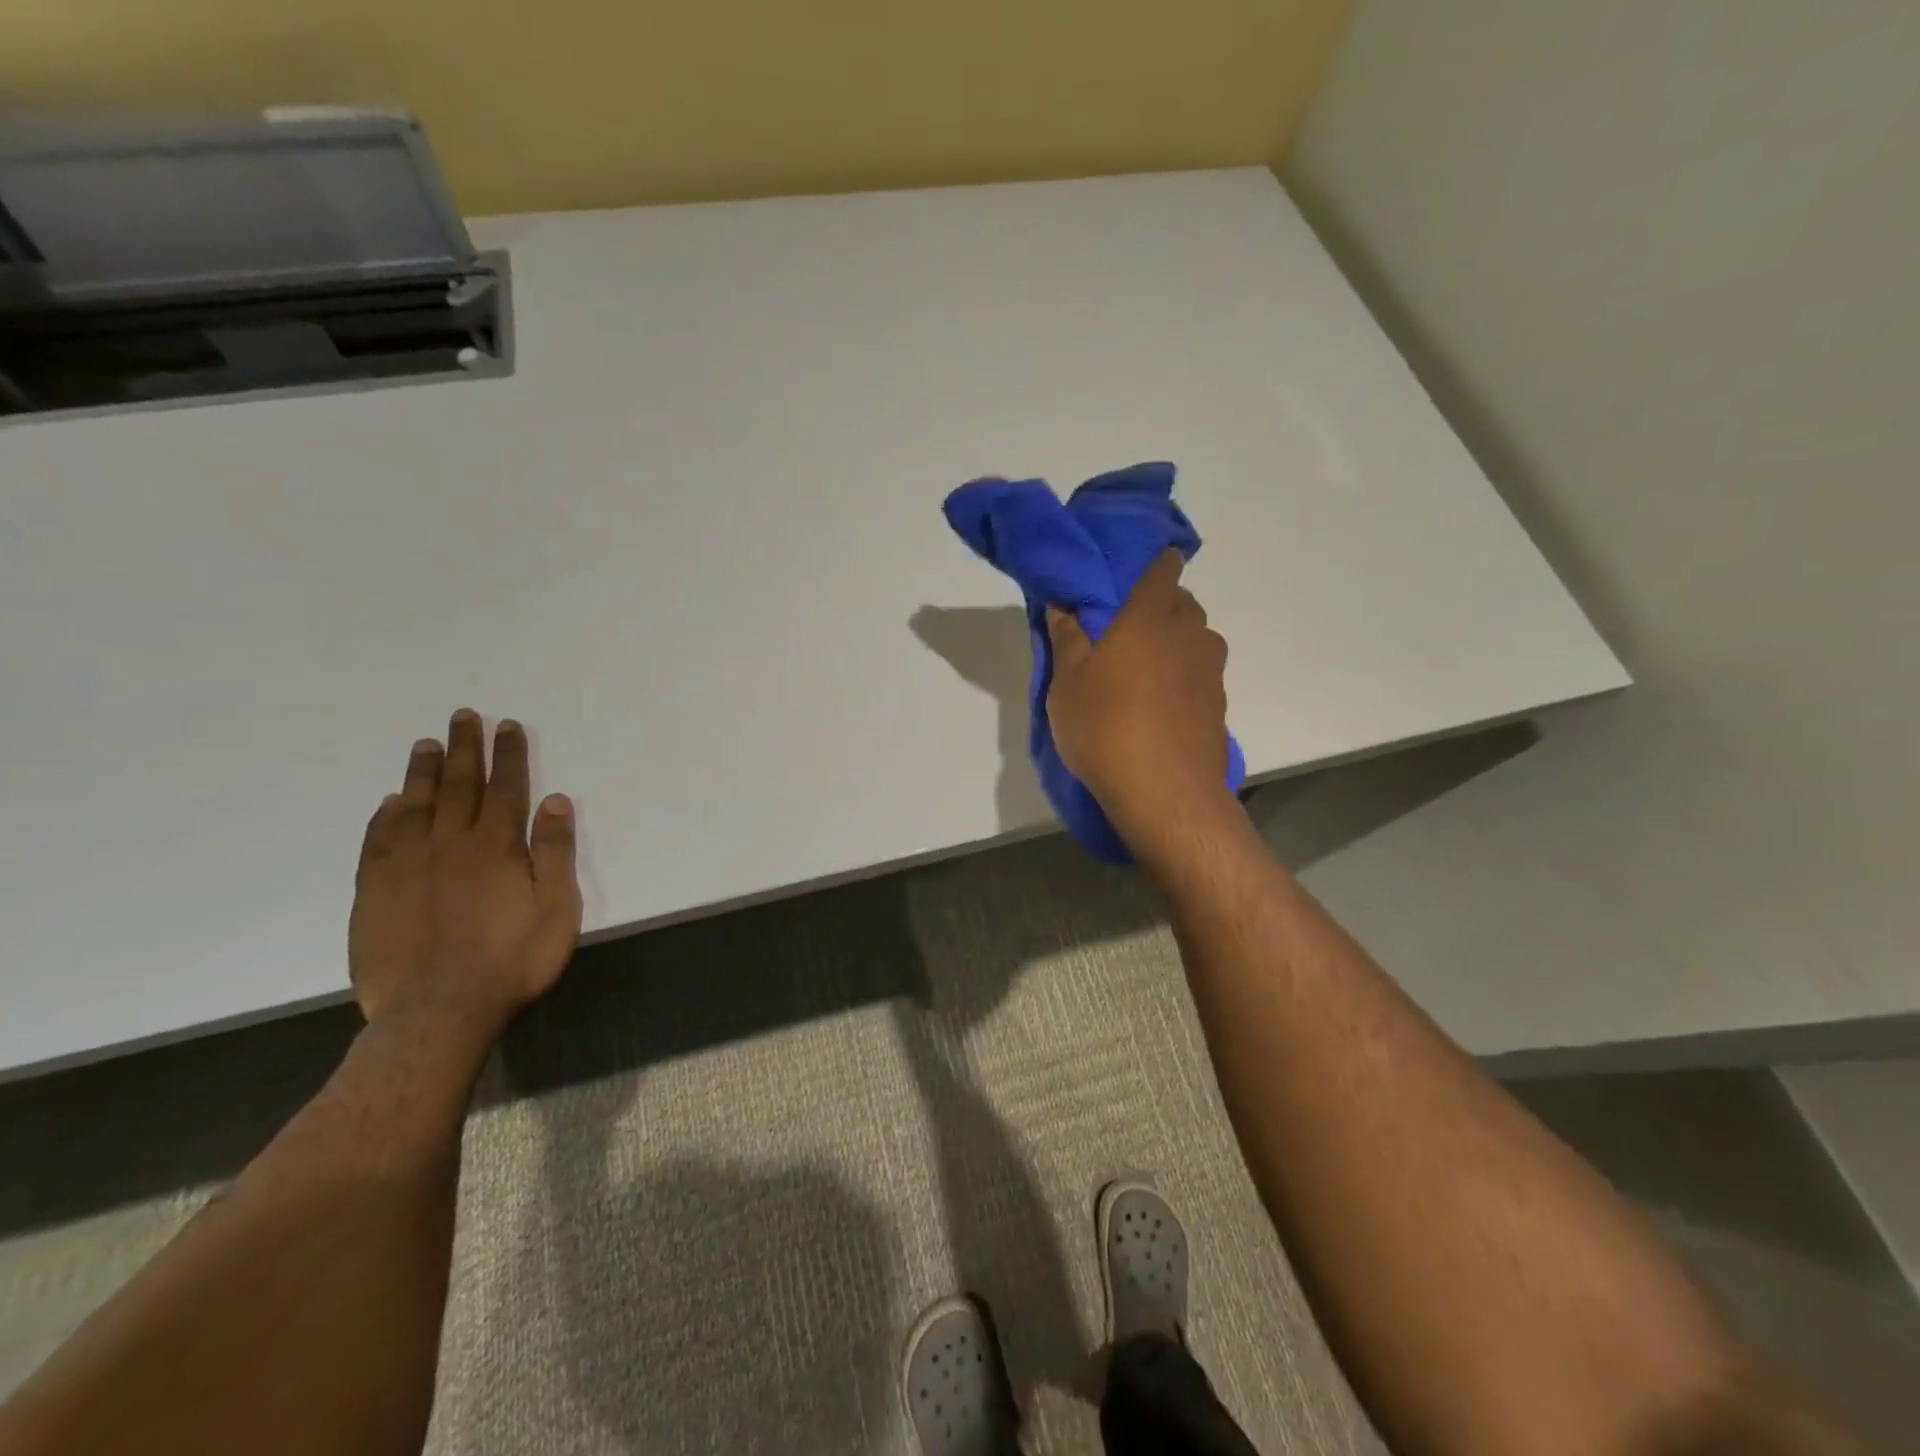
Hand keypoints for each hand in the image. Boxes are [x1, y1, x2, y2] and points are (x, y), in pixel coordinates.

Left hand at [349, 709, 582, 1042]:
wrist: (438, 1012)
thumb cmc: (512, 959)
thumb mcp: (555, 907)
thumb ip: (554, 851)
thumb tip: (554, 800)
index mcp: (496, 846)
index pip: (506, 788)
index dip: (508, 755)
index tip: (507, 725)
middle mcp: (450, 844)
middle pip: (459, 785)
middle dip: (464, 749)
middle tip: (462, 716)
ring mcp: (406, 866)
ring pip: (415, 805)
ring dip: (423, 772)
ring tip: (426, 743)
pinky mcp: (374, 891)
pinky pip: (377, 841)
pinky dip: (385, 816)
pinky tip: (390, 802)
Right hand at [1046, 550, 1232, 840]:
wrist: (1164, 792)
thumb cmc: (1105, 726)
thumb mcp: (1067, 683)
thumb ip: (1067, 638)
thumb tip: (1063, 605)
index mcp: (1150, 617)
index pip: (1163, 569)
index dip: (1154, 564)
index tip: (1136, 573)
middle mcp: (1190, 634)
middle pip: (1182, 604)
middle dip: (1160, 608)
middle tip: (1126, 630)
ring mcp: (1211, 672)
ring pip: (1195, 642)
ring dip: (1174, 646)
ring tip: (1144, 673)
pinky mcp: (1219, 707)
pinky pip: (1200, 678)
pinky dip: (1184, 681)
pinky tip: (1161, 708)